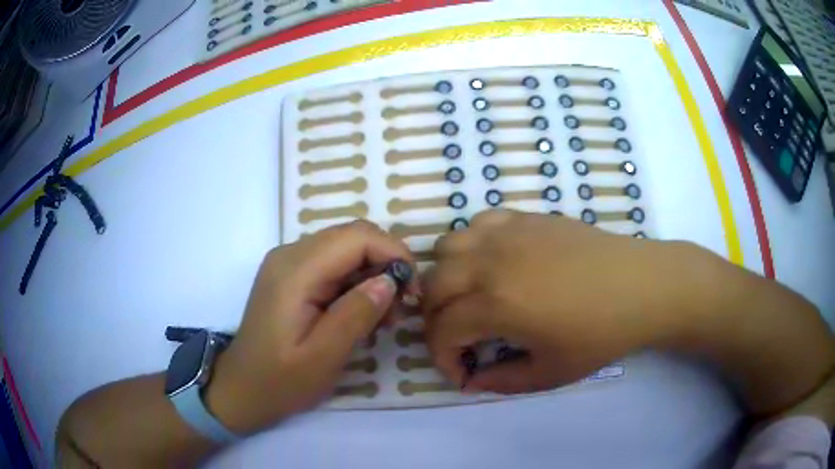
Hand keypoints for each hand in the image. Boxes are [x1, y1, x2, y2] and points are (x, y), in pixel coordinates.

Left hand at [206, 220, 417, 433]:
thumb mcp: (323, 358)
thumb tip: (391, 279)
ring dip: (373, 275)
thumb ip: (357, 314)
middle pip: (353, 237)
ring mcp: (288, 263)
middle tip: (401, 307)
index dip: (394, 254)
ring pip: (346, 249)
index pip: (357, 237)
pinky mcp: (291, 276)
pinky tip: (361, 314)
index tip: (413, 292)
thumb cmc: (279, 381)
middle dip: (386, 264)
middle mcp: (290, 254)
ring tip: (383, 318)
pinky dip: (356, 283)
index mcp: (295, 271)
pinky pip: (333, 265)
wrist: (241, 390)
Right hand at [423, 210, 707, 393]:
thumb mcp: (550, 373)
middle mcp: (491, 262)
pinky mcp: (525, 218)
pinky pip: (479, 223)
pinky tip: (494, 263)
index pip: (441, 330)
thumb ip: (501, 381)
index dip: (442, 358)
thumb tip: (471, 380)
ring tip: (470, 296)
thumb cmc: (601, 335)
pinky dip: (472, 245)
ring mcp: (507, 233)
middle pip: (432, 285)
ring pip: (446, 247)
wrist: (641, 286)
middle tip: (459, 338)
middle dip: (434, 318)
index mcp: (497, 304)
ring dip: (447, 277)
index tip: (462, 373)